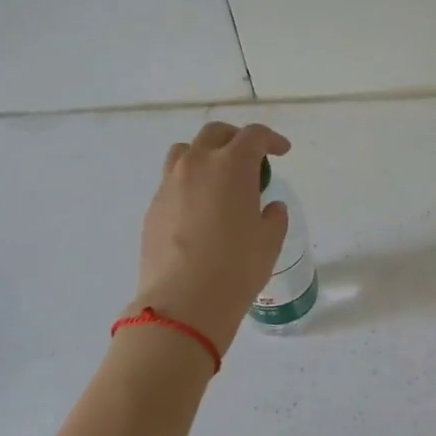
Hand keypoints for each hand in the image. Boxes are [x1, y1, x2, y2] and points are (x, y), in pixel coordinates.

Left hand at [133, 122, 291, 354]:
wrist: (184, 302)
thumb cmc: (237, 267)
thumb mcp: (269, 241)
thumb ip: (273, 217)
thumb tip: (269, 207)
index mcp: (232, 166)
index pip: (253, 136)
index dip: (271, 140)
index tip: (281, 151)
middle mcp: (197, 165)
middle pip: (215, 133)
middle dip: (236, 138)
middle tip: (250, 157)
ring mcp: (169, 184)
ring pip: (185, 152)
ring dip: (205, 155)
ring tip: (218, 178)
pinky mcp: (153, 207)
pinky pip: (172, 181)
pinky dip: (189, 183)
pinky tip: (199, 209)